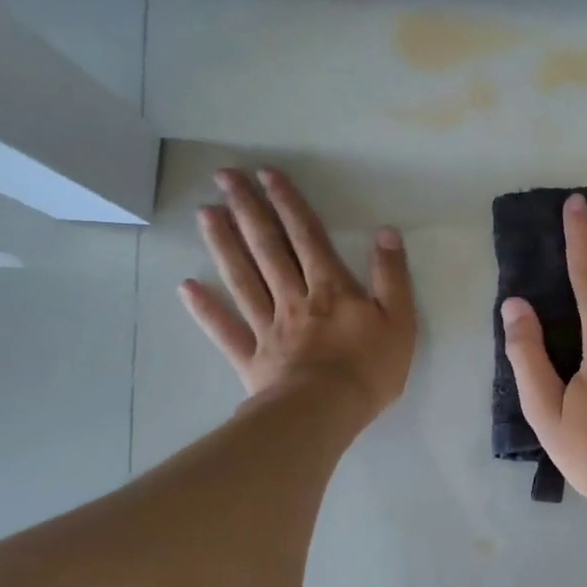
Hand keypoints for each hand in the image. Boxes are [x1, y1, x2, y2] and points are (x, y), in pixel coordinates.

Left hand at [181, 168, 416, 422]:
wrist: (326, 412)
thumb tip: (386, 233)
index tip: (266, 174)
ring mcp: (268, 327)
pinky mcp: (252, 357)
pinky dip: (206, 309)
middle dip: (247, 209)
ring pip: (242, 279)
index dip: (288, 204)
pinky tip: (186, 286)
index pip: (307, 237)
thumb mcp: (399, 321)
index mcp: (331, 289)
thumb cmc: (369, 369)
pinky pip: (226, 330)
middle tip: (224, 176)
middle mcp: (294, 298)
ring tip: (205, 213)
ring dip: (223, 244)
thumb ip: (392, 276)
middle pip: (267, 248)